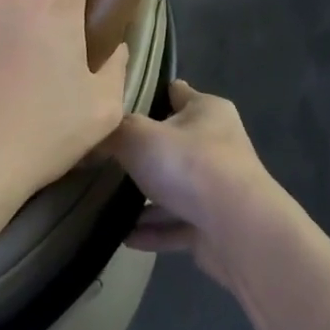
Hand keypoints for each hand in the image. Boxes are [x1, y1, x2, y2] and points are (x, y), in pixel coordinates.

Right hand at [109, 79, 295, 289]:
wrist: (239, 230)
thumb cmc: (189, 165)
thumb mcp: (137, 137)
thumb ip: (111, 133)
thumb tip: (90, 137)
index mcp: (207, 111)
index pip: (177, 93)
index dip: (151, 94)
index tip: (120, 103)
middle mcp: (218, 144)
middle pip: (174, 143)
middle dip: (143, 152)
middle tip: (104, 157)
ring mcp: (219, 187)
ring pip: (175, 188)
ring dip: (146, 198)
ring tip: (108, 203)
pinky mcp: (216, 225)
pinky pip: (177, 225)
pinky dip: (153, 230)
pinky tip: (124, 236)